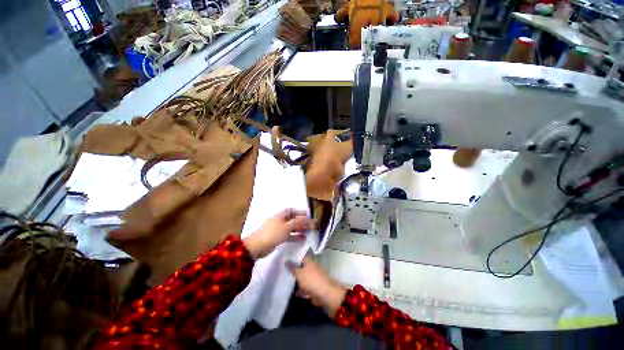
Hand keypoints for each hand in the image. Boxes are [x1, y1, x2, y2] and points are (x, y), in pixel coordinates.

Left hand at [243, 209, 314, 259]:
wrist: (258, 246)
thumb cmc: (273, 233)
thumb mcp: (287, 226)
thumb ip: (298, 222)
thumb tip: (308, 219)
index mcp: (281, 215)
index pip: (292, 210)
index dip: (300, 212)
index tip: (308, 215)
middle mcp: (280, 221)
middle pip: (292, 219)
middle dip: (301, 221)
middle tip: (310, 225)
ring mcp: (279, 229)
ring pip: (291, 228)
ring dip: (299, 229)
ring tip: (308, 232)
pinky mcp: (278, 238)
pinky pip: (289, 235)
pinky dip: (295, 236)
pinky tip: (302, 239)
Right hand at [287, 256, 346, 317]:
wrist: (326, 294)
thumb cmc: (311, 280)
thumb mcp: (299, 273)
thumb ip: (292, 267)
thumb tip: (286, 260)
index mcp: (309, 260)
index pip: (300, 254)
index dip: (293, 255)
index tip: (284, 257)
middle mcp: (312, 265)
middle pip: (301, 265)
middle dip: (294, 268)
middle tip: (283, 270)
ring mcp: (314, 275)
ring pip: (303, 275)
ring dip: (297, 279)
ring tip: (287, 282)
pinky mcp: (316, 285)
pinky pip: (306, 285)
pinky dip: (302, 288)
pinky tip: (295, 293)